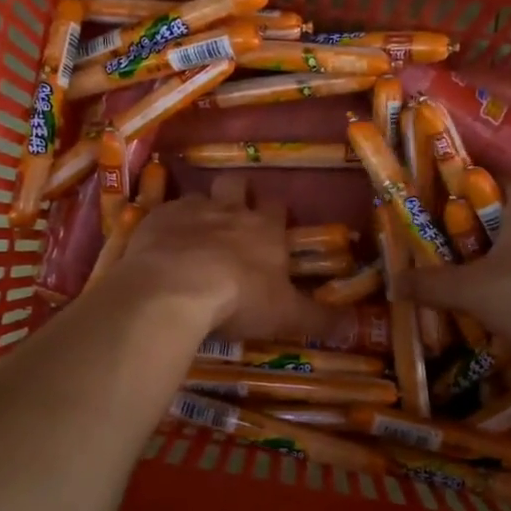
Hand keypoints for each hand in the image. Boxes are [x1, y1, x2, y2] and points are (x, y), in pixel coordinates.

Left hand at [109, 177, 349, 342]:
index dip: (275, 214)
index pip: (276, 208)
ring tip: (195, 233)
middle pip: (236, 185)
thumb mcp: (286, 316)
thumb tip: (354, 325)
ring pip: (198, 196)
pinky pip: (163, 212)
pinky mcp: (155, 219)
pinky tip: (161, 244)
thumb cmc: (239, 299)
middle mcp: (229, 211)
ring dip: (199, 210)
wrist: (175, 289)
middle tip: (233, 215)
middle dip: (237, 194)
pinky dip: (166, 225)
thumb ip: (319, 318)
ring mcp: (189, 210)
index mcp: (264, 229)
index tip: (274, 226)